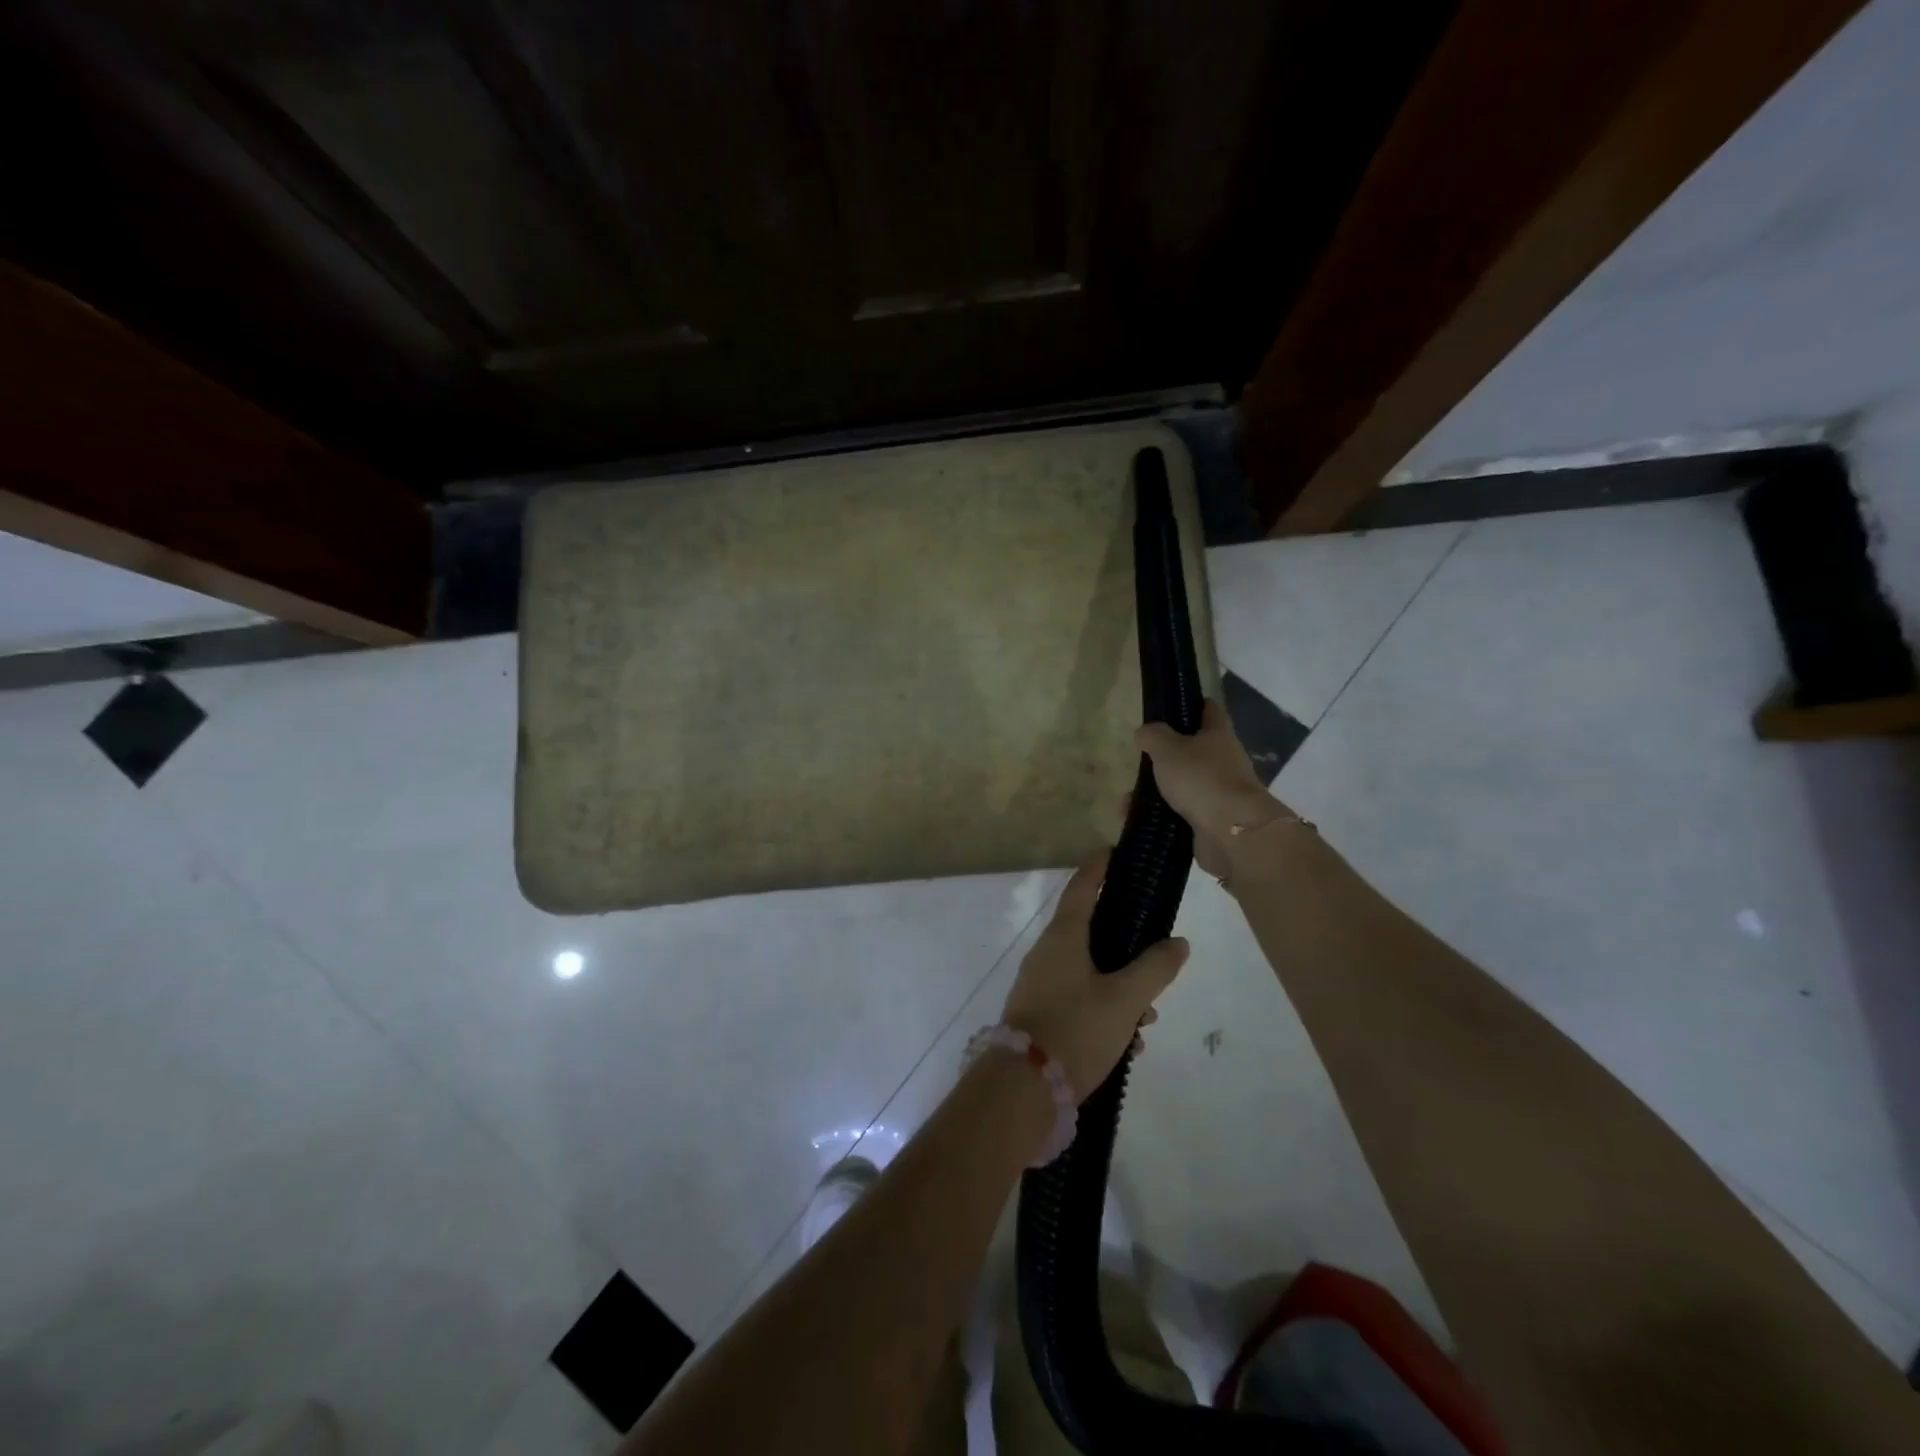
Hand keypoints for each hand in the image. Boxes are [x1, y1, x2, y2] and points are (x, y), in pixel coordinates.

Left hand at [1002, 851, 1188, 1099]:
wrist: (1024, 1088)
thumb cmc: (1076, 1029)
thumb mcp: (1125, 999)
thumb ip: (1154, 969)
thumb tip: (1177, 943)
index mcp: (1062, 937)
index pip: (1082, 888)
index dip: (1099, 868)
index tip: (1114, 852)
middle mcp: (1046, 954)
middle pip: (1090, 933)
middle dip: (1126, 947)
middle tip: (1154, 960)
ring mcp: (1039, 985)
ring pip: (1089, 973)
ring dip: (1120, 990)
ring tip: (1146, 1020)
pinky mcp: (1039, 1014)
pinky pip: (1079, 1001)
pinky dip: (1105, 1013)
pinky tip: (1126, 1045)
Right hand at [1135, 699, 1291, 879]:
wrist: (1232, 831)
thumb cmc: (1201, 778)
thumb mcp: (1168, 749)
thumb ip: (1153, 736)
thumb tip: (1145, 732)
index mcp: (1219, 735)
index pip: (1209, 710)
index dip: (1192, 705)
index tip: (1170, 708)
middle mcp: (1225, 761)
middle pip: (1195, 751)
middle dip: (1168, 756)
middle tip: (1142, 760)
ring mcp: (1220, 792)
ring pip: (1185, 784)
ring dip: (1159, 790)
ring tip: (1130, 799)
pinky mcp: (1213, 820)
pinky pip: (1181, 813)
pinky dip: (1160, 815)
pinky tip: (1137, 818)